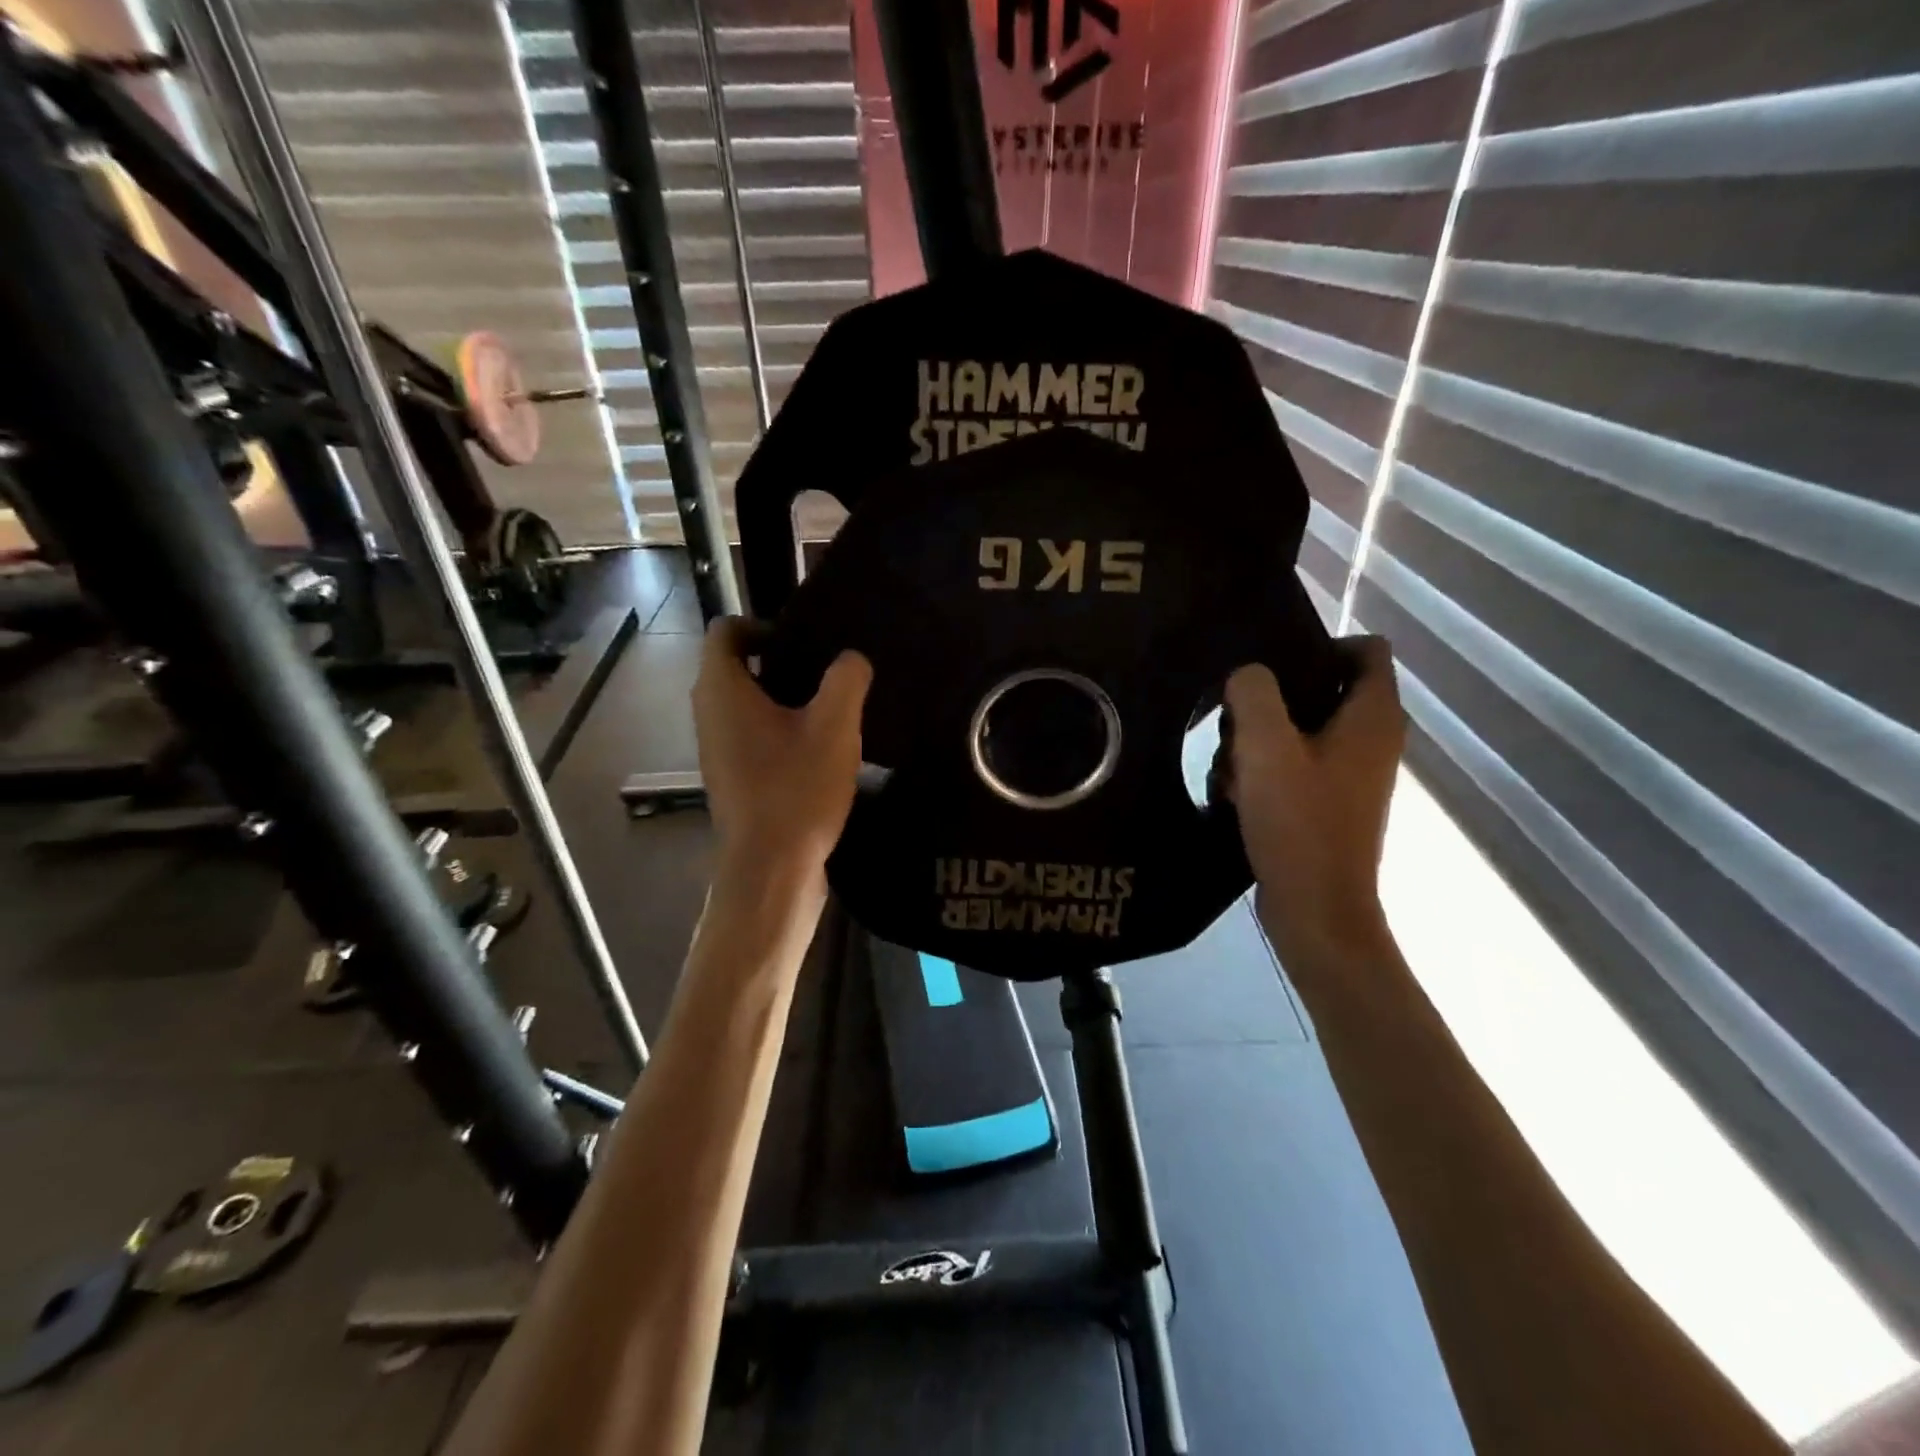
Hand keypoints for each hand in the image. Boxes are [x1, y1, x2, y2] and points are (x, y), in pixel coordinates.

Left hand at [692, 617, 871, 883]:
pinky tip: (820, 749)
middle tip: (827, 672)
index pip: (726, 630)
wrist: (772, 869)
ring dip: (784, 700)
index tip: (805, 642)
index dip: (763, 624)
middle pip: (736, 666)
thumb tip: (852, 660)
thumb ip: (847, 679)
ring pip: (746, 705)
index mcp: (722, 689)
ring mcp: (717, 749)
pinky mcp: (732, 778)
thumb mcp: (835, 725)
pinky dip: (780, 731)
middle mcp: (709, 714)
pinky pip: (752, 736)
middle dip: (781, 661)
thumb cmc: (797, 789)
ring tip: (831, 709)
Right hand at [1219, 636, 1404, 960]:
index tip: (1271, 666)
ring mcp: (1354, 775)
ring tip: (1231, 762)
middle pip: (1325, 689)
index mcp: (1372, 717)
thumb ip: (1254, 695)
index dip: (1320, 644)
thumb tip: (1247, 676)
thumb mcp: (1265, 748)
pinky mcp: (1333, 803)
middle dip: (1275, 699)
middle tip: (1237, 717)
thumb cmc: (1297, 822)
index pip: (1366, 649)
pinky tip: (1237, 793)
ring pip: (1304, 730)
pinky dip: (1268, 771)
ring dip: (1263, 740)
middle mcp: (1374, 740)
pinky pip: (1298, 765)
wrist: (1316, 908)